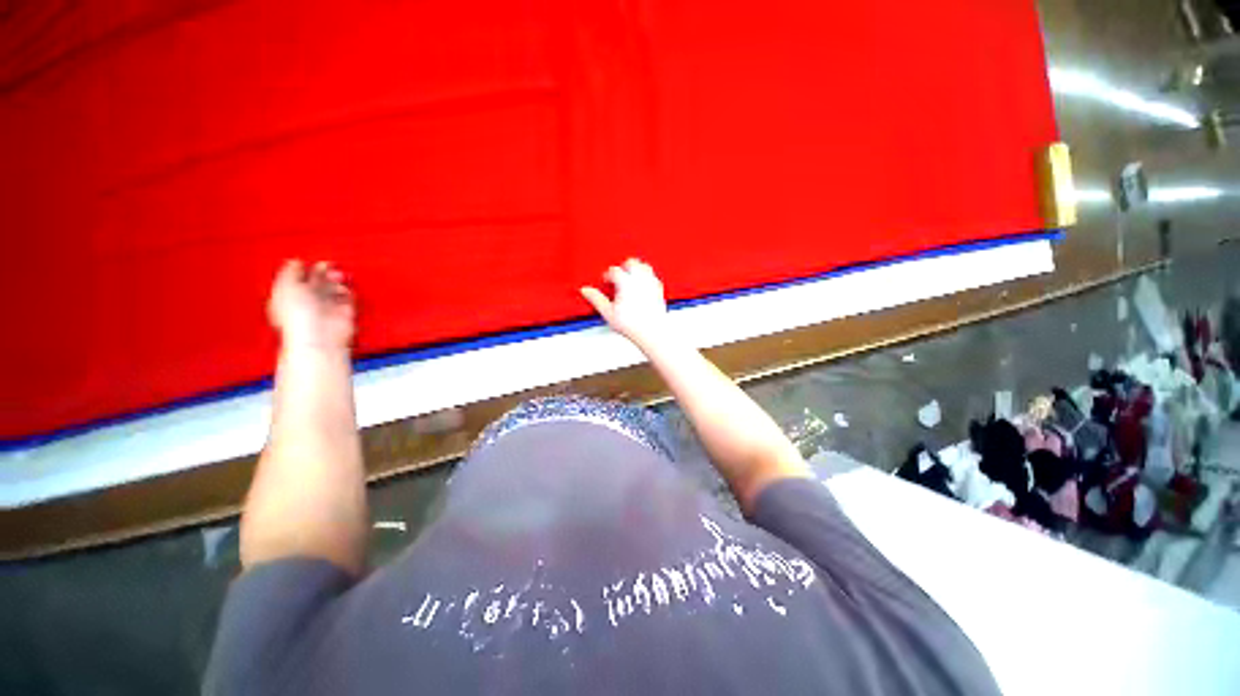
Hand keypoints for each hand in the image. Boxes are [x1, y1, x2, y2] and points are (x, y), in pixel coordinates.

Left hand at [268, 260, 355, 350]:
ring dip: (336, 280)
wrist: (320, 334)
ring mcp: (327, 307)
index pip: (296, 278)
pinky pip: (348, 297)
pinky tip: (344, 287)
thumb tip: (295, 261)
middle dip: (323, 272)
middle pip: (317, 281)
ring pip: (333, 287)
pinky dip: (348, 291)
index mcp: (289, 296)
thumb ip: (290, 271)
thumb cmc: (298, 316)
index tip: (307, 260)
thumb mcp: (285, 286)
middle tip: (328, 265)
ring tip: (338, 276)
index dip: (302, 268)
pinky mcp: (344, 312)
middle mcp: (308, 301)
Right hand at [581, 258, 671, 349]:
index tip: (606, 281)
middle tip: (618, 277)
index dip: (608, 275)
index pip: (614, 270)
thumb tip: (586, 291)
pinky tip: (643, 285)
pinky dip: (647, 277)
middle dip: (623, 267)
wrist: (651, 332)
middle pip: (631, 263)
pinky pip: (653, 276)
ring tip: (630, 278)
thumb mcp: (608, 312)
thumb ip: (596, 299)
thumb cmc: (632, 324)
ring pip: (644, 266)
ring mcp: (651, 283)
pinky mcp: (659, 289)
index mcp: (626, 282)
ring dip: (636, 269)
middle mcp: (639, 279)